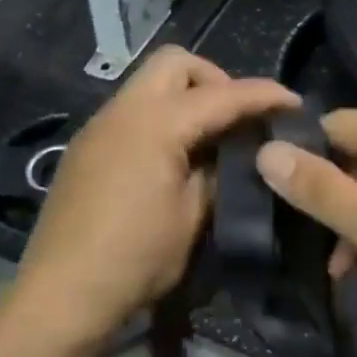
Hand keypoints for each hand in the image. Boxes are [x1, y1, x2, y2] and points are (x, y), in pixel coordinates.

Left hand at [13, 46, 298, 349]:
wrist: (62, 294)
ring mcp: (98, 126)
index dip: (263, 95)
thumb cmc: (136, 258)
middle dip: (215, 79)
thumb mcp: (193, 218)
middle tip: (237, 118)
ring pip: (148, 83)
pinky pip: (130, 111)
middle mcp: (123, 111)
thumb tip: (235, 154)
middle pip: (175, 62)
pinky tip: (171, 156)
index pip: (221, 94)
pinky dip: (159, 117)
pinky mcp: (85, 147)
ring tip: (209, 138)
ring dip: (184, 96)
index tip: (294, 103)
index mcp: (156, 124)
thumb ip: (218, 174)